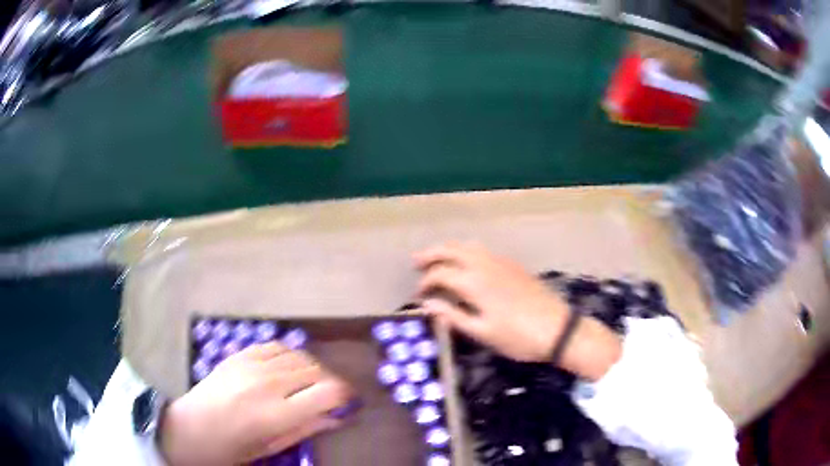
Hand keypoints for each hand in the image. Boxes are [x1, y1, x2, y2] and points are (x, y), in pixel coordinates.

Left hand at [159, 343, 351, 465]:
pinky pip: (275, 346)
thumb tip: (335, 418)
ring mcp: (252, 365)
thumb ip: (305, 429)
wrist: (189, 428)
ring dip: (312, 368)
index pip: (328, 392)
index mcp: (277, 413)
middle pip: (316, 370)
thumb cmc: (231, 447)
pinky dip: (290, 355)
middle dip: (330, 382)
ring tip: (310, 382)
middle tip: (330, 395)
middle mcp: (268, 384)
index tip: (347, 401)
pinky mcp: (239, 355)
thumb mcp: (271, 446)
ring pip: (299, 355)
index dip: (345, 394)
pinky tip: (288, 367)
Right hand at [414, 242, 620, 380]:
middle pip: (452, 250)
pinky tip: (468, 264)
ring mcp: (501, 262)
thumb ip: (453, 316)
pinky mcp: (513, 266)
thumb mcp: (482, 332)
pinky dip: (467, 252)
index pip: (441, 274)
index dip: (426, 283)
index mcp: (475, 282)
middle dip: (432, 254)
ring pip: (469, 246)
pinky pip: (483, 251)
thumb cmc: (517, 337)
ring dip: (450, 249)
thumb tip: (428, 305)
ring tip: (438, 259)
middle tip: (416, 262)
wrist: (557, 329)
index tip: (419, 296)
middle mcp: (485, 265)